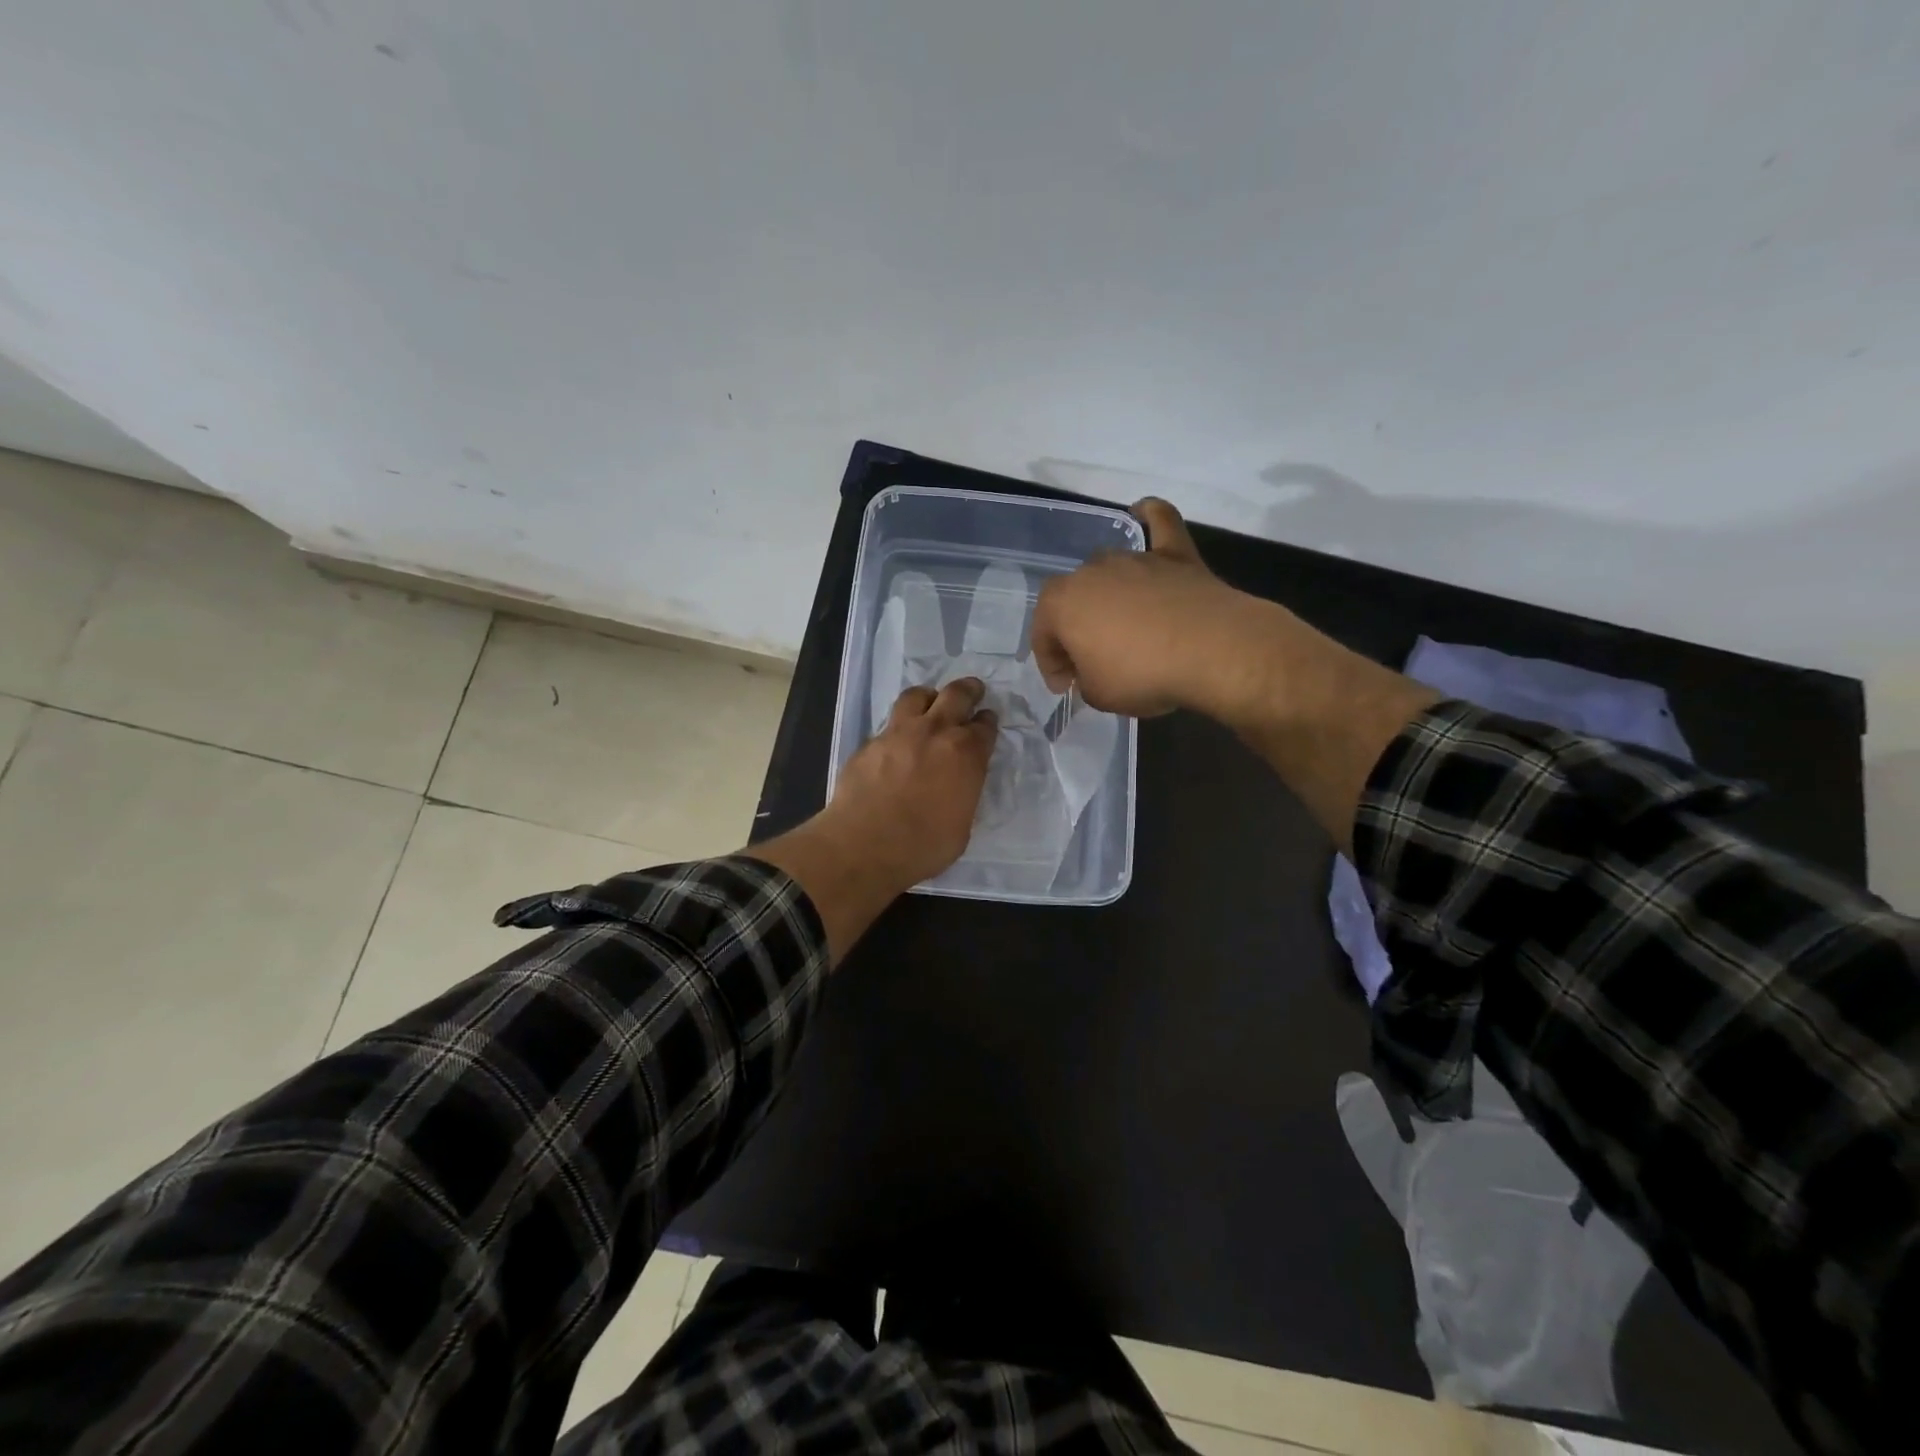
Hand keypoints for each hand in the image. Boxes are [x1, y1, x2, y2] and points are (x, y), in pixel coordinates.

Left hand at [746, 679, 996, 961]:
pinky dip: (899, 726)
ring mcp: (898, 733)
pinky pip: (889, 724)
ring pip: (917, 695)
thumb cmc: (923, 846)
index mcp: (966, 754)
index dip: (988, 721)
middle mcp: (935, 732)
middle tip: (973, 690)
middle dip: (968, 690)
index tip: (987, 720)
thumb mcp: (961, 826)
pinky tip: (897, 742)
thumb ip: (964, 794)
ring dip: (929, 697)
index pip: (985, 726)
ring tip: (930, 704)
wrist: (864, 845)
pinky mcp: (870, 743)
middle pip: (956, 695)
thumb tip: (958, 786)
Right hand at [1029, 498, 1270, 717]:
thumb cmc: (1142, 675)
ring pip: (1109, 571)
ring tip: (1124, 627)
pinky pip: (1158, 523)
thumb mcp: (1098, 695)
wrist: (1212, 651)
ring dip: (1109, 595)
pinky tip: (1143, 512)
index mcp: (1061, 603)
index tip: (1067, 686)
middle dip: (1077, 628)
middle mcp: (1091, 571)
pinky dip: (1150, 517)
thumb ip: (1084, 679)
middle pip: (1074, 598)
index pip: (1042, 632)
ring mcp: (1134, 558)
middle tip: (1094, 660)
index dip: (1051, 663)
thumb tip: (1091, 671)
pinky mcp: (1175, 553)